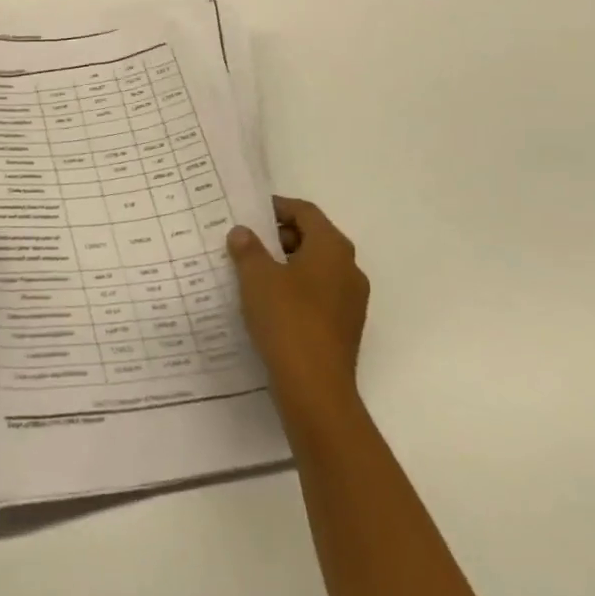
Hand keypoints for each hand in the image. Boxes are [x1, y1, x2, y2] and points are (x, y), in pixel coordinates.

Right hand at [228, 197, 368, 424]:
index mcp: (332, 248)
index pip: (306, 212)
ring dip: (286, 265)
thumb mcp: (257, 277)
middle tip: (246, 243)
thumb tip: (243, 232)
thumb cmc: (287, 319)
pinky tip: (268, 304)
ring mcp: (351, 301)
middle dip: (279, 237)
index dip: (277, 207)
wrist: (315, 388)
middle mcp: (349, 269)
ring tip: (252, 273)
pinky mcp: (344, 327)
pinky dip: (295, 290)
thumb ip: (248, 249)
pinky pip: (318, 295)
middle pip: (313, 238)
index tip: (249, 213)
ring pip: (316, 269)